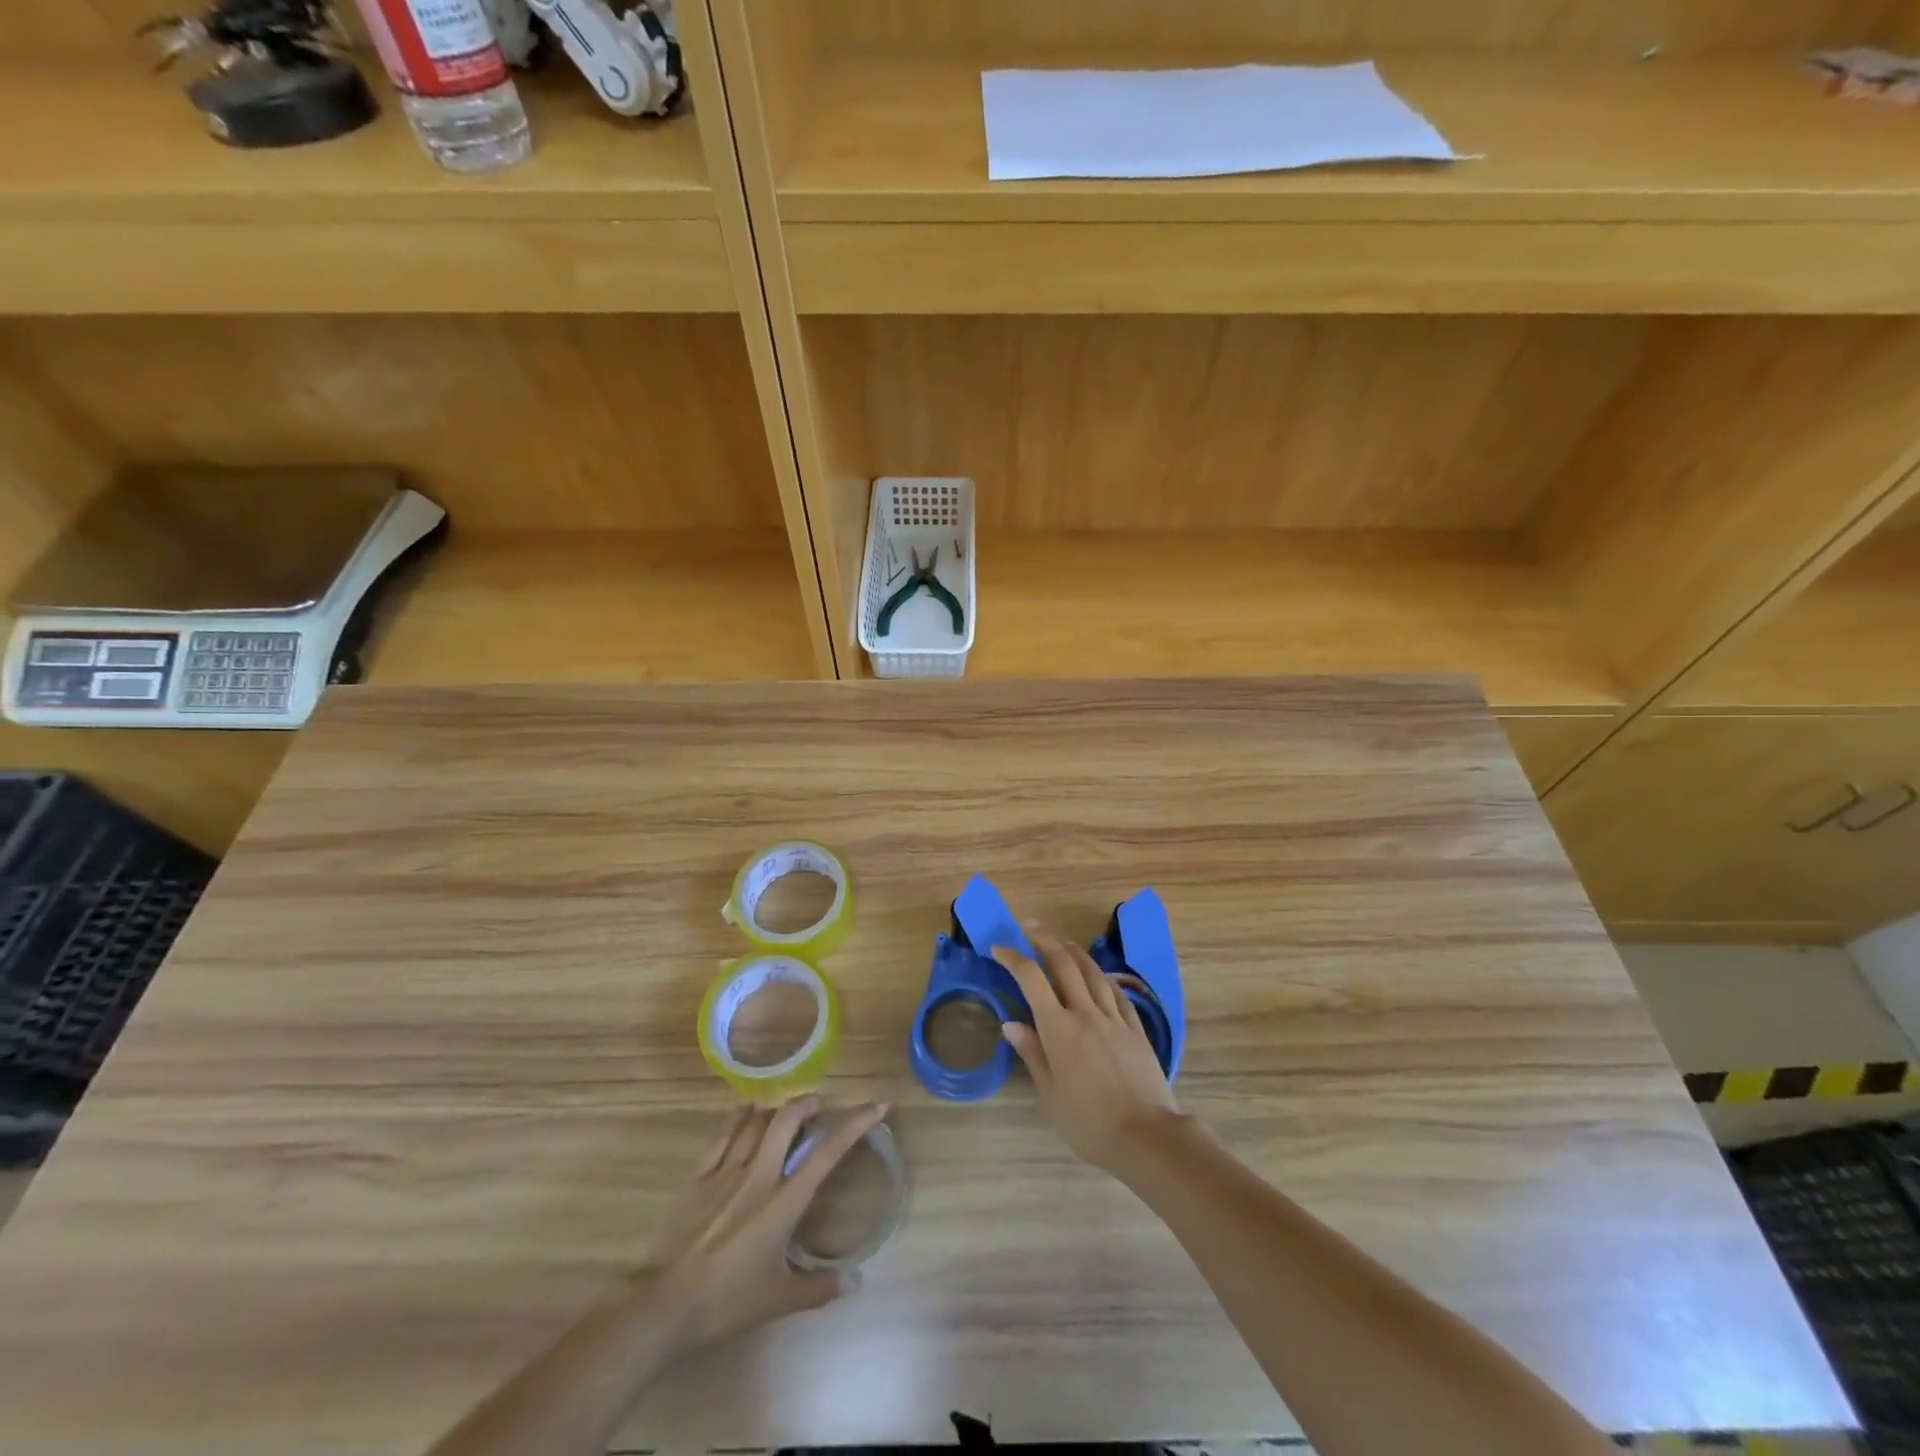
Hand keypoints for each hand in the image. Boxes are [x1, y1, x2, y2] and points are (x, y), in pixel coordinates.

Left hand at [647, 1096, 887, 1348]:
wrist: (666, 1306)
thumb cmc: (727, 1302)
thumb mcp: (778, 1299)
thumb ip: (819, 1288)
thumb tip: (855, 1282)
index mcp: (784, 1202)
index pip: (827, 1153)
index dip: (855, 1124)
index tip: (876, 1106)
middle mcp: (759, 1176)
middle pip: (787, 1120)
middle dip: (808, 1103)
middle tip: (819, 1107)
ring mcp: (726, 1172)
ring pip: (756, 1122)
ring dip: (776, 1110)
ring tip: (786, 1112)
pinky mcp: (699, 1177)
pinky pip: (723, 1135)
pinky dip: (739, 1117)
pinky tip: (746, 1110)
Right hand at [992, 928, 1182, 1176]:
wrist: (1146, 1136)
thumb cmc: (1089, 1123)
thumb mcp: (1050, 1094)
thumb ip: (1032, 1053)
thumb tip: (1011, 1023)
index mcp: (1059, 1029)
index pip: (1031, 979)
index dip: (1013, 958)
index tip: (998, 948)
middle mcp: (1086, 1013)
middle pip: (1064, 964)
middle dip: (1044, 940)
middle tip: (1029, 927)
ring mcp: (1114, 1018)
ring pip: (1093, 972)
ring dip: (1074, 951)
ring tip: (1062, 942)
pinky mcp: (1136, 1029)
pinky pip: (1116, 992)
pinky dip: (1103, 977)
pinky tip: (1099, 975)